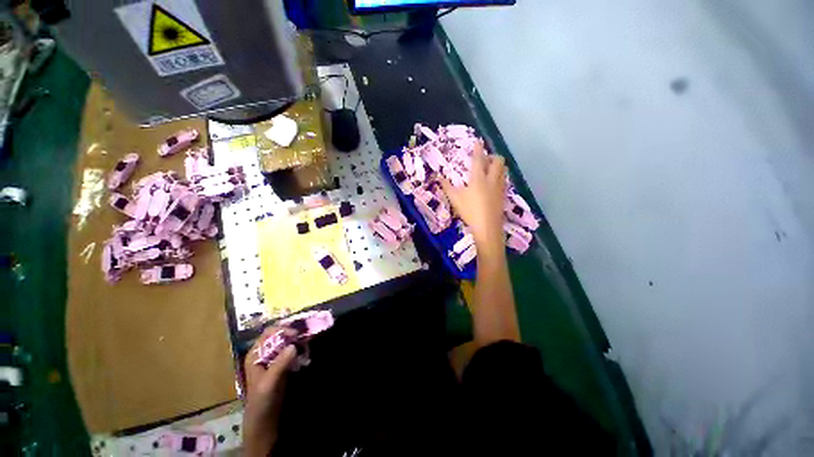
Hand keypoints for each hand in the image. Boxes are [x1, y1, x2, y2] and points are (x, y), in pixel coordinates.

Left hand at [243, 327, 296, 456]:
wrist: (264, 420)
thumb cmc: (262, 401)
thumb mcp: (270, 383)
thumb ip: (280, 364)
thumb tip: (294, 345)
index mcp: (255, 354)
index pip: (269, 333)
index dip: (283, 330)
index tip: (297, 334)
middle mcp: (263, 353)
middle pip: (279, 336)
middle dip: (292, 333)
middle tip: (305, 336)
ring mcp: (273, 359)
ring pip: (286, 342)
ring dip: (297, 341)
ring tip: (308, 342)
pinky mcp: (281, 365)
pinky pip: (291, 351)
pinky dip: (299, 349)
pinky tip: (306, 351)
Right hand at [441, 141, 506, 250]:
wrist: (487, 227)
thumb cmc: (470, 211)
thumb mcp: (455, 199)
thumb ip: (447, 187)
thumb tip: (439, 177)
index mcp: (478, 178)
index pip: (478, 159)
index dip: (477, 149)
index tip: (477, 141)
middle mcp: (491, 179)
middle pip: (498, 161)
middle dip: (492, 157)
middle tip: (484, 160)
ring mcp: (499, 188)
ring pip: (503, 170)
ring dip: (497, 166)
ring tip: (489, 170)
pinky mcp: (503, 196)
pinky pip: (504, 180)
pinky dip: (499, 177)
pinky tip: (492, 184)